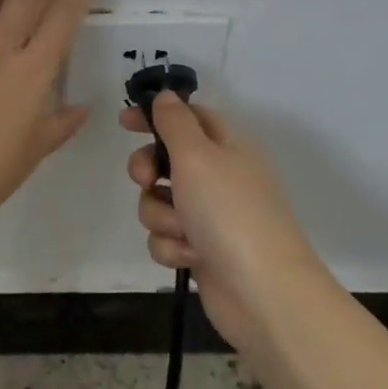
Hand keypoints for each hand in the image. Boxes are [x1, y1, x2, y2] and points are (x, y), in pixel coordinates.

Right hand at [119, 93, 322, 348]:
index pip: (189, 116)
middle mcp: (220, 177)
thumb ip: (175, 122)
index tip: (124, 121)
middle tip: (146, 180)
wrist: (262, 292)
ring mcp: (211, 217)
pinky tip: (190, 257)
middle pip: (167, 160)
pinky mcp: (201, 251)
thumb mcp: (198, 155)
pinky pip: (167, 238)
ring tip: (182, 231)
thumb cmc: (229, 212)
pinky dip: (172, 247)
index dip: (157, 115)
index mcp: (228, 146)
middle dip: (148, 170)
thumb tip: (166, 96)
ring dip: (161, 216)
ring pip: (161, 202)